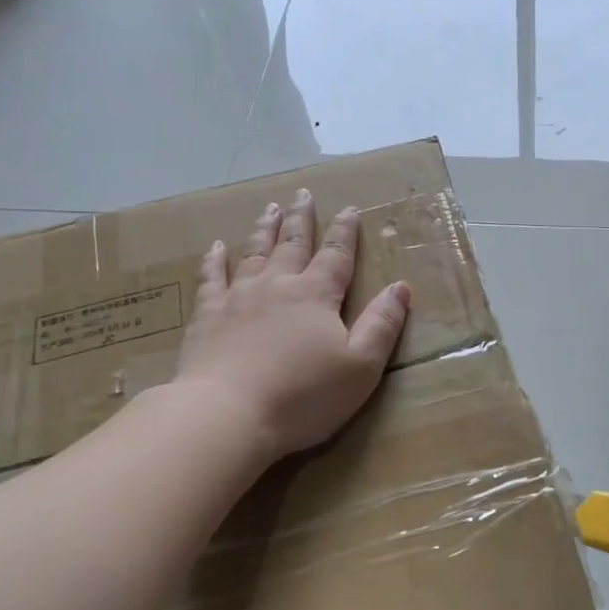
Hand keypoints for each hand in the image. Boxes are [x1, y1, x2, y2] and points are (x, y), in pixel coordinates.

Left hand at [172, 189, 409, 460]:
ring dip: (265, 230)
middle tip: (303, 194)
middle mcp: (277, 286)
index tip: (351, 208)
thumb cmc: (303, 395)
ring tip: (270, 209)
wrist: (228, 414)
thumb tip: (401, 287)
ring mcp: (238, 298)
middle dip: (302, 219)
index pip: (337, 256)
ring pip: (254, 253)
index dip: (346, 232)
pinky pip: (211, 278)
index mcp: (316, 296)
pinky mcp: (207, 317)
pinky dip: (214, 260)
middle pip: (293, 244)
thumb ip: (382, 324)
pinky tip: (216, 247)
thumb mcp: (361, 366)